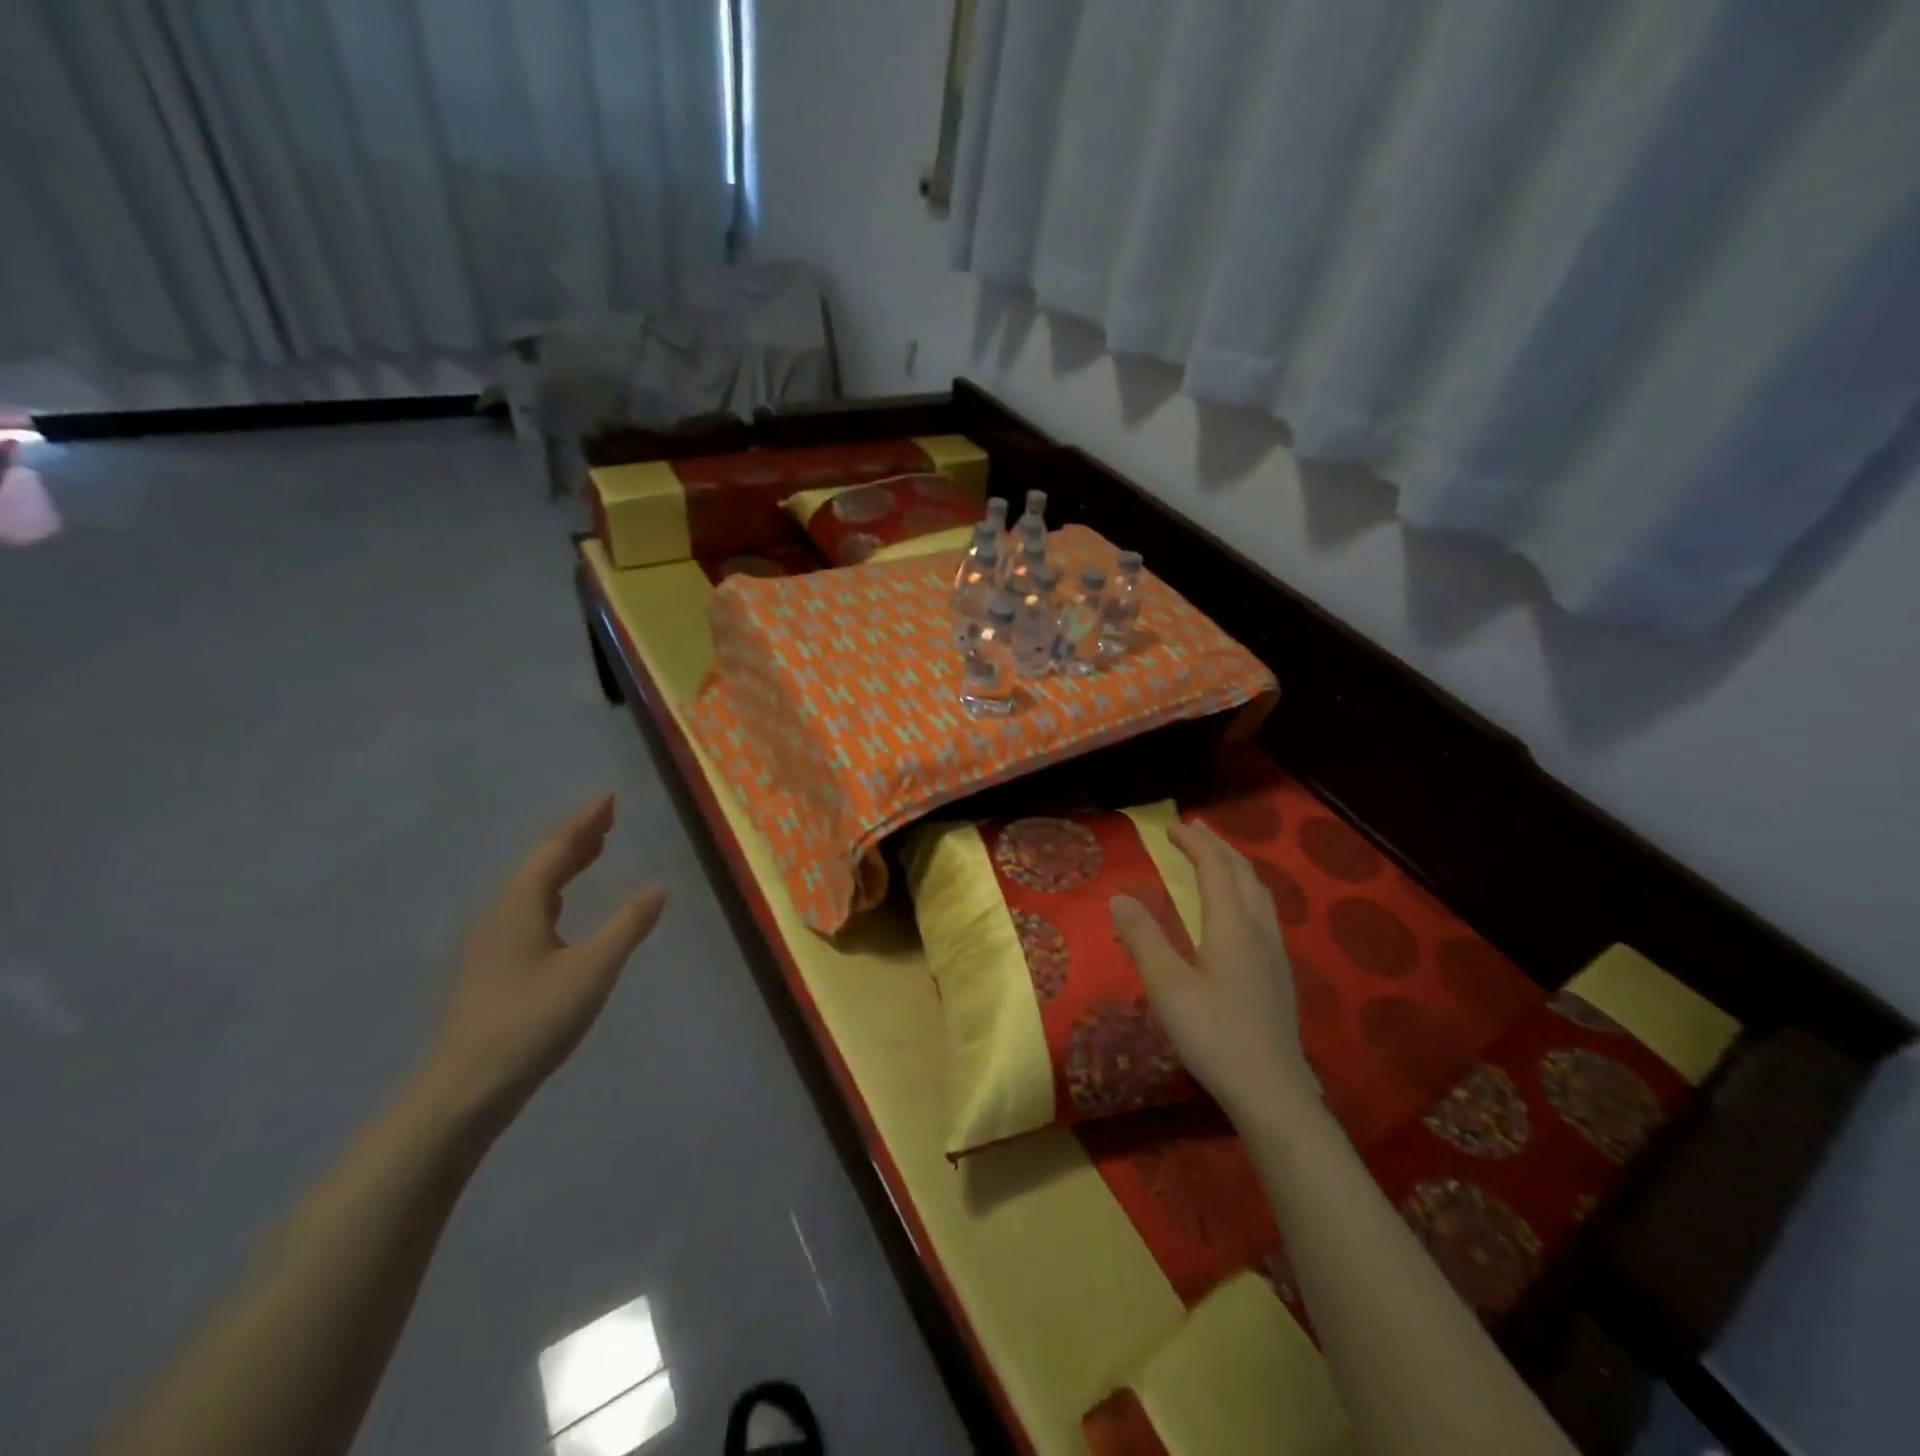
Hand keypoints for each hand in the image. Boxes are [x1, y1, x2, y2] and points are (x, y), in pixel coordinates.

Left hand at [418, 795, 665, 1128]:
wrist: (462, 1092)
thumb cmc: (530, 1023)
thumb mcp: (592, 971)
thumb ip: (627, 926)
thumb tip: (659, 886)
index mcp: (519, 906)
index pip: (556, 850)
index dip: (585, 822)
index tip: (609, 797)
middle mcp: (499, 915)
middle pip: (540, 864)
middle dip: (576, 839)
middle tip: (608, 820)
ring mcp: (489, 943)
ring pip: (532, 889)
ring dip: (564, 866)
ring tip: (593, 852)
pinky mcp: (490, 969)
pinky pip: (527, 911)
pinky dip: (554, 894)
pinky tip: (562, 910)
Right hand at [1111, 820, 1317, 1123]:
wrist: (1272, 1090)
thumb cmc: (1214, 1035)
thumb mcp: (1167, 986)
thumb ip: (1143, 938)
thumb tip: (1119, 897)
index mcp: (1231, 925)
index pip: (1215, 868)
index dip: (1194, 843)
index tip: (1171, 828)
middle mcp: (1257, 929)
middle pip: (1242, 873)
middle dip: (1217, 846)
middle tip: (1192, 830)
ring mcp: (1274, 951)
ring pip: (1258, 891)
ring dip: (1235, 865)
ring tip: (1216, 858)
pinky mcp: (1279, 972)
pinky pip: (1264, 910)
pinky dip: (1246, 889)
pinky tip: (1239, 909)